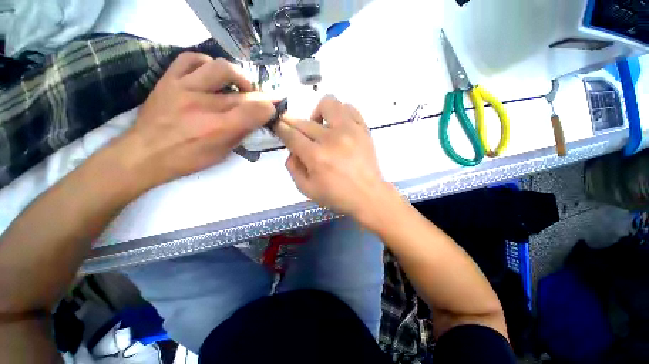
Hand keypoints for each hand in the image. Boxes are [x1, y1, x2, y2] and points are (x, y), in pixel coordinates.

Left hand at [116, 52, 275, 189]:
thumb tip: (256, 119)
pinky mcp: (169, 79)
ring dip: (238, 76)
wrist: (144, 153)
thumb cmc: (187, 159)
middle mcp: (203, 105)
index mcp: (219, 129)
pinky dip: (207, 63)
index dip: (269, 108)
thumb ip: (241, 134)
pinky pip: (191, 59)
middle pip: (243, 93)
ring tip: (238, 86)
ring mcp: (184, 88)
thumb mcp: (222, 154)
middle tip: (261, 101)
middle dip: (259, 97)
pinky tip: (212, 75)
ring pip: (221, 68)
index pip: (255, 110)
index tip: (272, 109)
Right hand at [275, 95, 397, 218]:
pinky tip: (338, 127)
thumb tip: (292, 151)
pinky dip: (339, 114)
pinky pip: (349, 108)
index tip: (278, 124)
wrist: (368, 195)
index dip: (281, 128)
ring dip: (318, 114)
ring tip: (322, 129)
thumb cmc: (337, 196)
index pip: (291, 134)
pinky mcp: (363, 129)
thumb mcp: (307, 190)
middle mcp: (331, 139)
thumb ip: (293, 169)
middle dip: (294, 124)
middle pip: (304, 121)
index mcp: (316, 156)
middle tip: (299, 134)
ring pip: (328, 103)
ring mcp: (349, 130)